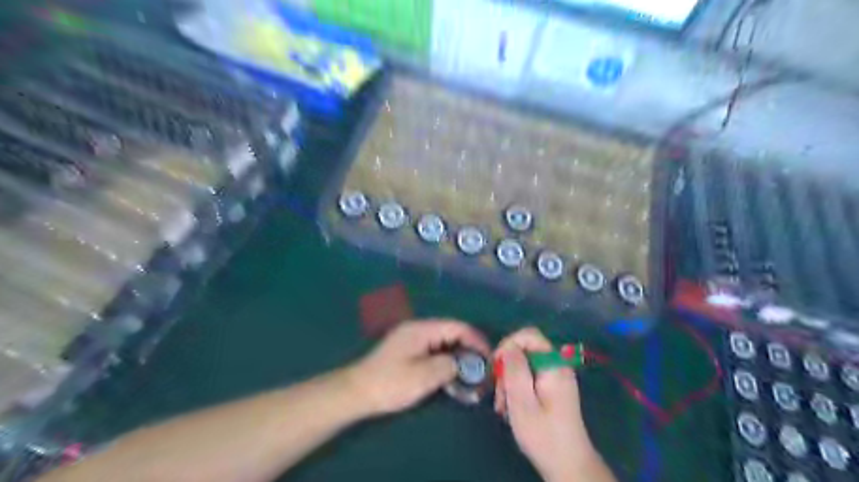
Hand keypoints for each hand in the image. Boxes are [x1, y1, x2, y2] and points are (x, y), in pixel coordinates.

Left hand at [345, 318, 489, 416]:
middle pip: (451, 333)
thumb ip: (448, 365)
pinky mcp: (408, 352)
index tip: (489, 357)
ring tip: (471, 374)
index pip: (457, 327)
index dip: (476, 340)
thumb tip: (463, 363)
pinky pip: (434, 351)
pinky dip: (446, 361)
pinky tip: (451, 375)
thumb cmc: (390, 383)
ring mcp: (412, 340)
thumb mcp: (423, 376)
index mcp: (422, 329)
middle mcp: (418, 329)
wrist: (357, 392)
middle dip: (469, 348)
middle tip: (482, 368)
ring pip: (443, 343)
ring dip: (458, 356)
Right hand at [493, 328, 606, 480]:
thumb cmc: (543, 434)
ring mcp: (556, 378)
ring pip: (524, 366)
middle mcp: (557, 366)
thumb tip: (508, 347)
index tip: (495, 365)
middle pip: (525, 351)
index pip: (529, 335)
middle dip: (507, 368)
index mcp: (553, 365)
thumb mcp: (522, 401)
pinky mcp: (552, 389)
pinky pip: (530, 378)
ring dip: (509, 382)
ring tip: (503, 407)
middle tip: (498, 394)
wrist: (568, 465)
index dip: (508, 343)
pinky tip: (510, 408)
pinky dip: (517, 389)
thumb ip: (515, 369)